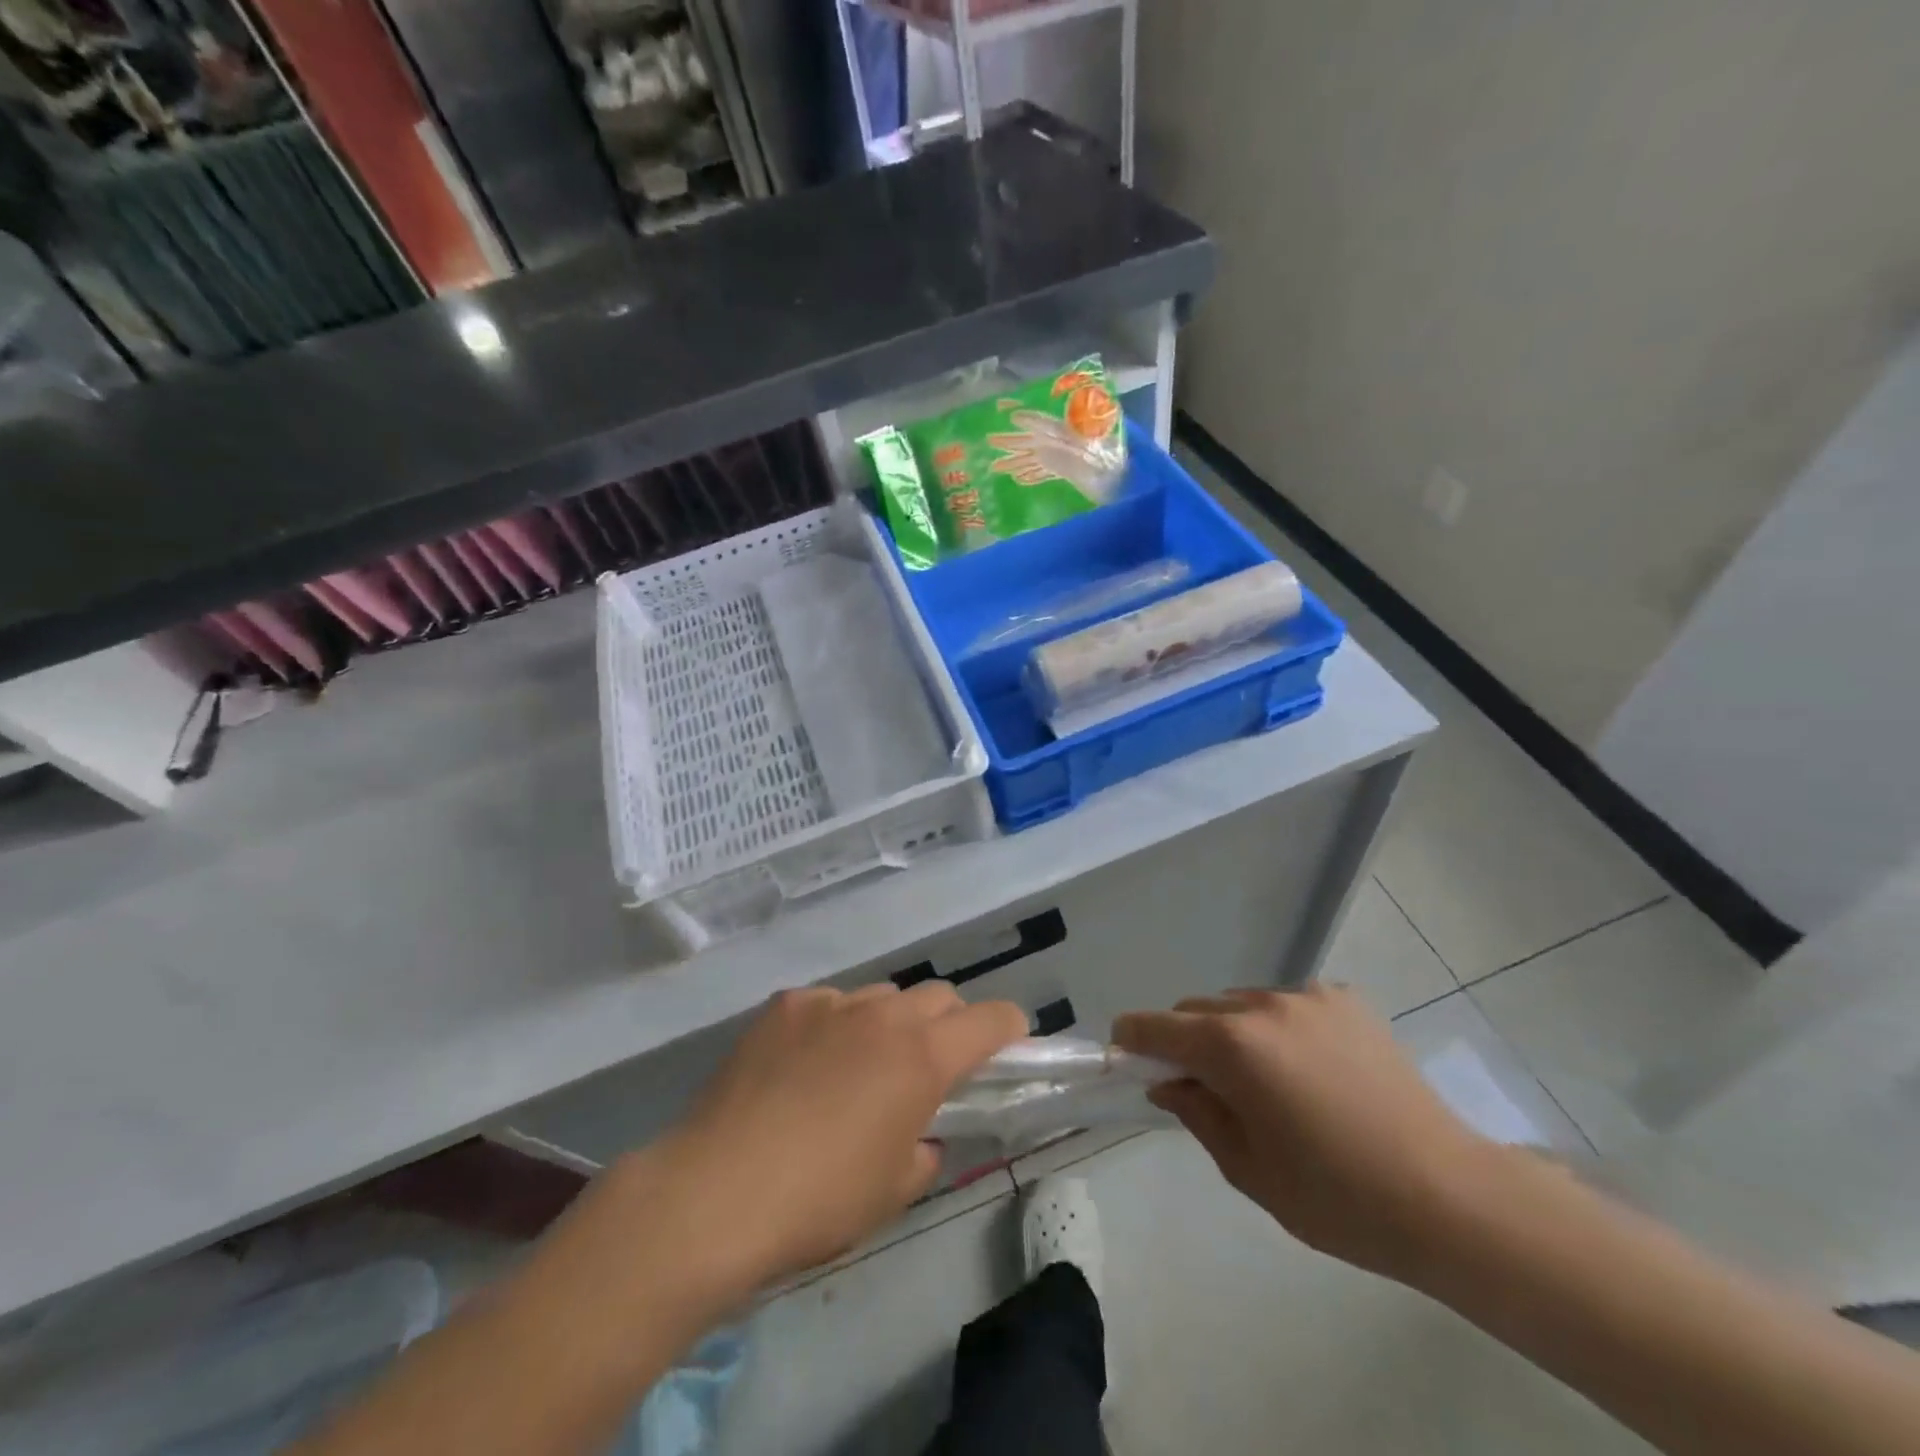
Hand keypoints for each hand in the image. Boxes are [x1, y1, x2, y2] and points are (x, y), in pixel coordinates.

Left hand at [612, 982, 1027, 1301]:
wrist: (716, 1191)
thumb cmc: (820, 1200)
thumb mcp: (893, 1190)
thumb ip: (924, 1149)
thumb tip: (920, 1133)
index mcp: (922, 1056)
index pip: (990, 1018)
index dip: (1008, 1027)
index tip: (1009, 1044)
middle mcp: (882, 1014)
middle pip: (937, 996)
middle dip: (948, 1024)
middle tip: (929, 1066)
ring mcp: (829, 1003)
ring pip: (880, 996)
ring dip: (888, 1023)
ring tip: (857, 1068)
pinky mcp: (783, 1005)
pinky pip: (827, 1004)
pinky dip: (833, 1026)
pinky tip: (803, 1068)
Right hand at [1113, 986, 1496, 1281]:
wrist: (1450, 1197)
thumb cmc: (1338, 1197)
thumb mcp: (1248, 1169)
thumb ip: (1197, 1114)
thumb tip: (1168, 1083)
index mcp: (1232, 1046)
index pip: (1157, 1026)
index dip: (1133, 1038)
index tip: (1124, 1054)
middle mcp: (1263, 1005)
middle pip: (1198, 1009)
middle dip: (1186, 1040)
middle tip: (1203, 1085)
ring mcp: (1308, 996)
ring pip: (1242, 1003)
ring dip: (1234, 1032)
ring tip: (1266, 1080)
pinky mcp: (1346, 999)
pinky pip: (1288, 1004)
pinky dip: (1279, 1028)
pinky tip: (1312, 1069)